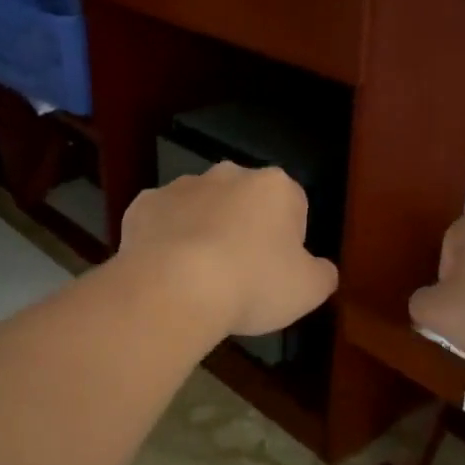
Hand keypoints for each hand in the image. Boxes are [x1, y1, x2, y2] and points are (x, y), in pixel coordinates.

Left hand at [119, 164, 338, 337]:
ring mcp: (181, 186)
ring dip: (203, 232)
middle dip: (244, 228)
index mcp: (275, 186)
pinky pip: (162, 222)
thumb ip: (322, 274)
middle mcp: (228, 174)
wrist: (175, 288)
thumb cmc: (253, 284)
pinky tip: (166, 272)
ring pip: (200, 208)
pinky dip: (165, 241)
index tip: (278, 271)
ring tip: (199, 278)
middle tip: (241, 274)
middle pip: (244, 201)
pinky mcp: (142, 205)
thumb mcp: (309, 290)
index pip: (294, 205)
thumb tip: (321, 269)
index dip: (289, 240)